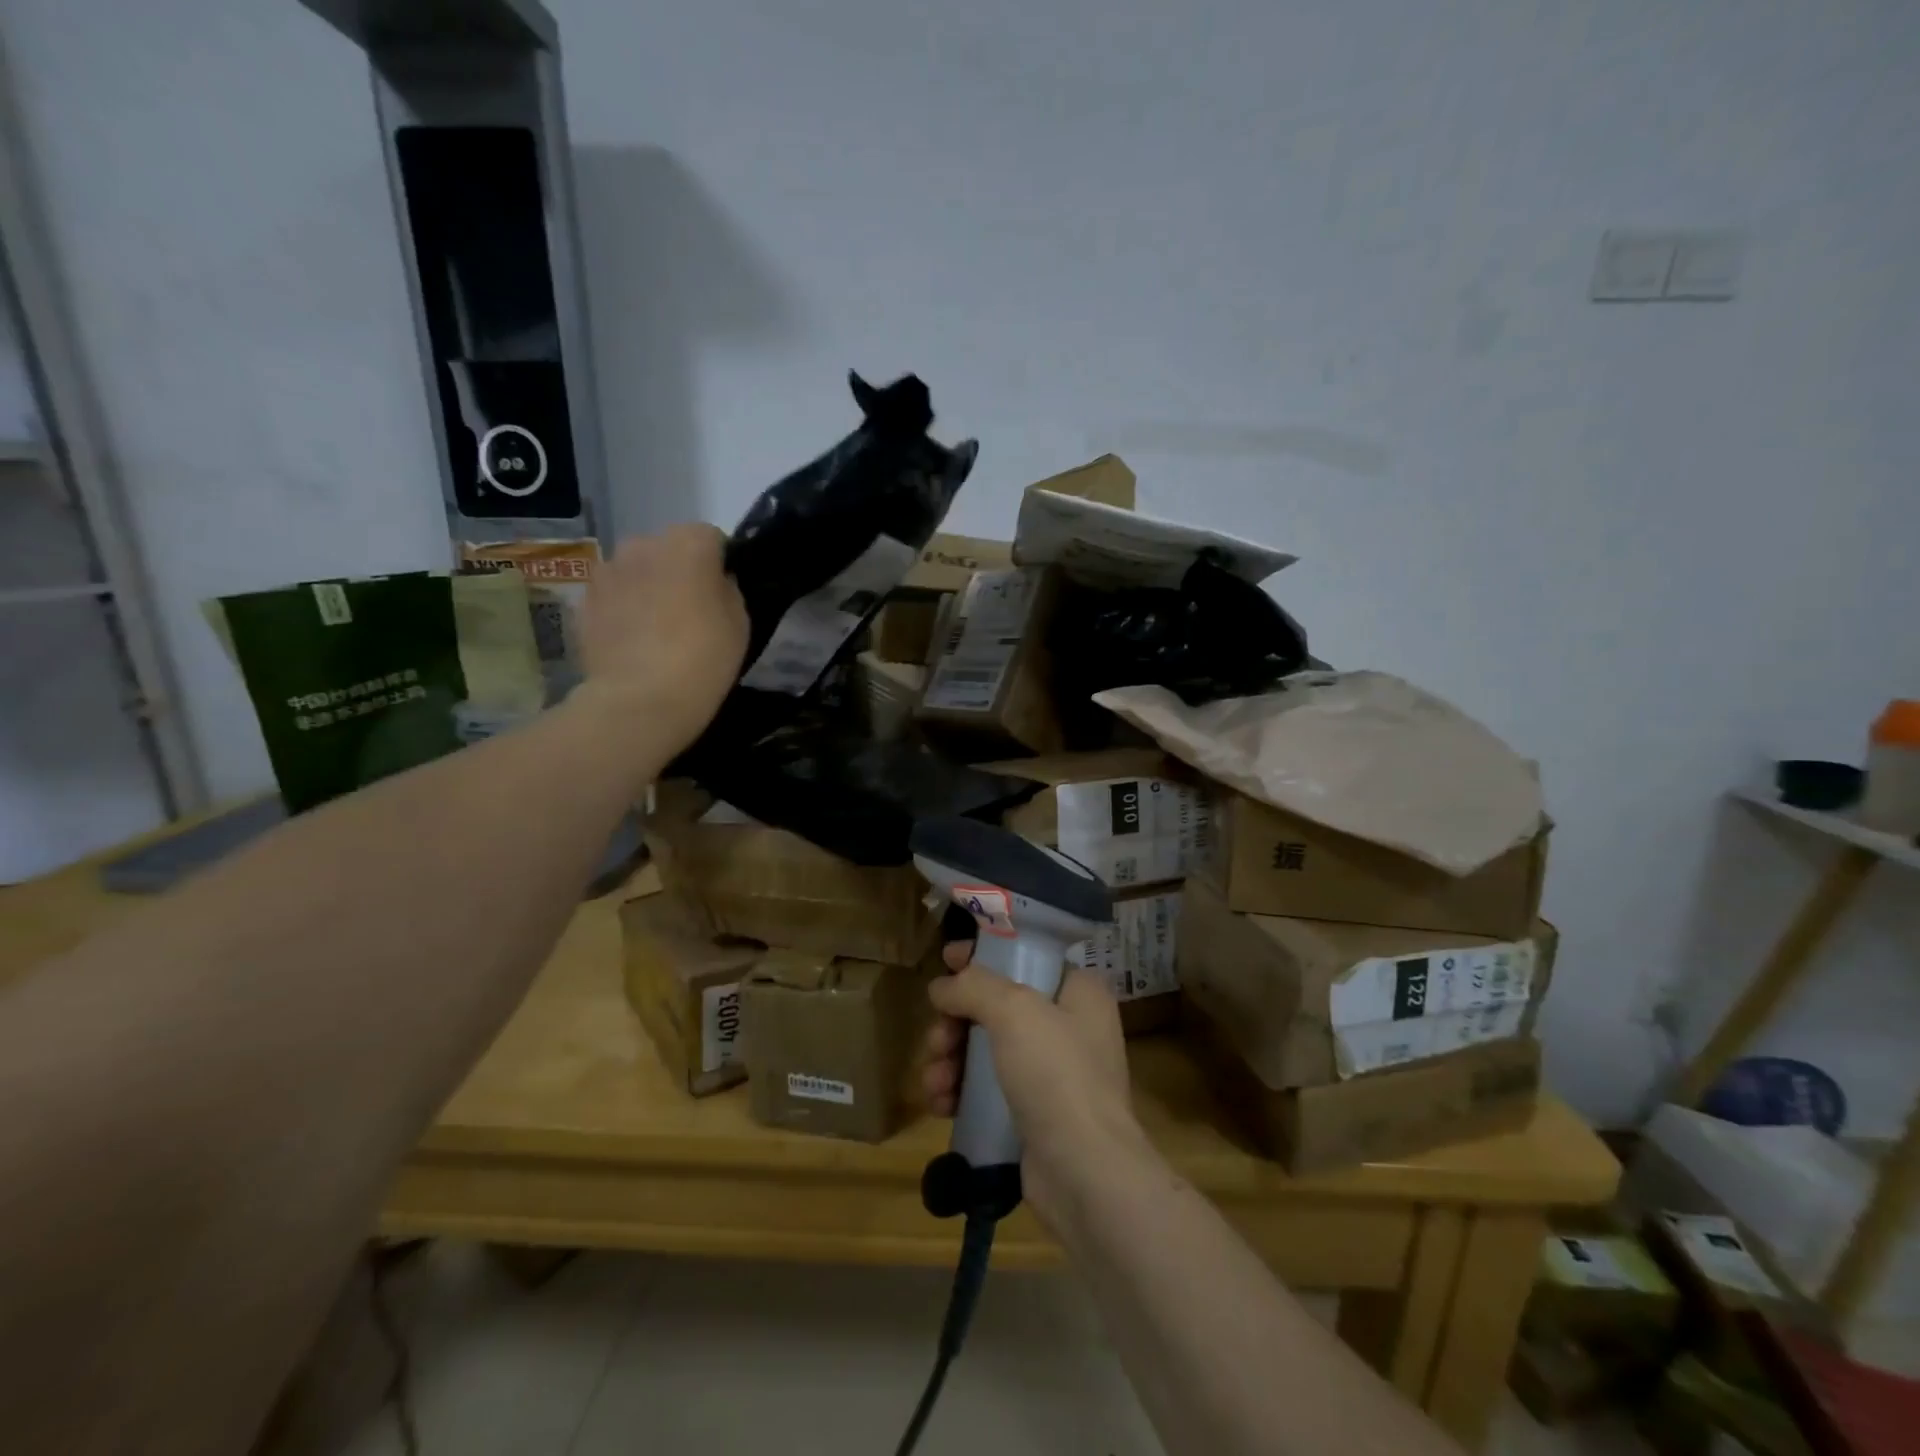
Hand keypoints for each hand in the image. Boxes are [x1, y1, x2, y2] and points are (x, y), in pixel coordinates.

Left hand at [577, 525, 748, 752]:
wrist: (640, 698)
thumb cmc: (704, 657)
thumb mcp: (740, 622)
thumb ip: (727, 590)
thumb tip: (714, 583)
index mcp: (689, 543)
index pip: (710, 538)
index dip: (718, 564)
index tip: (721, 593)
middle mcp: (644, 544)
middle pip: (668, 549)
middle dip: (678, 571)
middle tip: (690, 611)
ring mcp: (608, 570)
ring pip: (637, 570)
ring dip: (647, 587)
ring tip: (657, 628)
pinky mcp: (585, 599)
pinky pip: (614, 595)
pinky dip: (623, 609)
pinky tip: (633, 641)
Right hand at [919, 936, 1147, 1228]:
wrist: (1085, 1175)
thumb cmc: (1056, 1075)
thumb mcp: (1014, 1010)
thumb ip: (973, 986)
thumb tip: (942, 988)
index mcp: (1078, 992)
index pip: (1024, 957)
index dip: (983, 956)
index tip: (945, 960)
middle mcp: (1069, 1027)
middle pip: (996, 1006)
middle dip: (957, 1022)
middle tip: (937, 1039)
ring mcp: (1052, 1074)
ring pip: (986, 1048)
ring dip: (951, 1060)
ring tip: (936, 1082)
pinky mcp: (1033, 1114)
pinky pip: (987, 1089)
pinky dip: (961, 1091)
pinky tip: (941, 1104)